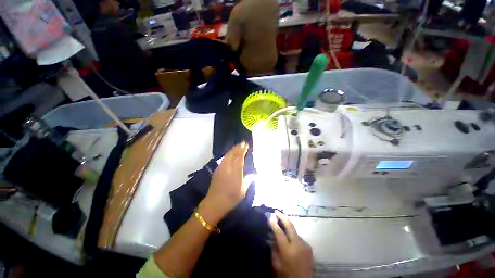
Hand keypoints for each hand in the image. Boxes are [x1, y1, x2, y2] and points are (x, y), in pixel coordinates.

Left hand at [198, 142, 248, 224]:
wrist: (214, 203)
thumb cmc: (231, 198)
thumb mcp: (243, 191)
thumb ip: (248, 180)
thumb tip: (253, 174)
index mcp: (235, 171)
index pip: (239, 157)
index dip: (243, 150)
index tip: (246, 144)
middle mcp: (228, 167)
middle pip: (233, 154)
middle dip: (238, 147)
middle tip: (242, 142)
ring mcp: (221, 168)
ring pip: (227, 155)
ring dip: (232, 149)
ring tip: (237, 146)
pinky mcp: (217, 170)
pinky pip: (223, 159)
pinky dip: (228, 154)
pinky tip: (229, 154)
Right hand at [269, 211, 312, 277]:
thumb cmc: (287, 274)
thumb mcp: (276, 263)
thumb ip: (273, 248)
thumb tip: (271, 236)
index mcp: (288, 250)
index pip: (279, 232)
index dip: (274, 224)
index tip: (269, 217)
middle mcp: (298, 244)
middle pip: (290, 225)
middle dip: (282, 217)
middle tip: (276, 211)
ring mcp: (305, 244)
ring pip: (294, 230)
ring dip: (287, 225)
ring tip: (281, 222)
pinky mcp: (309, 246)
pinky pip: (298, 237)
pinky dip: (292, 234)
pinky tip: (289, 236)